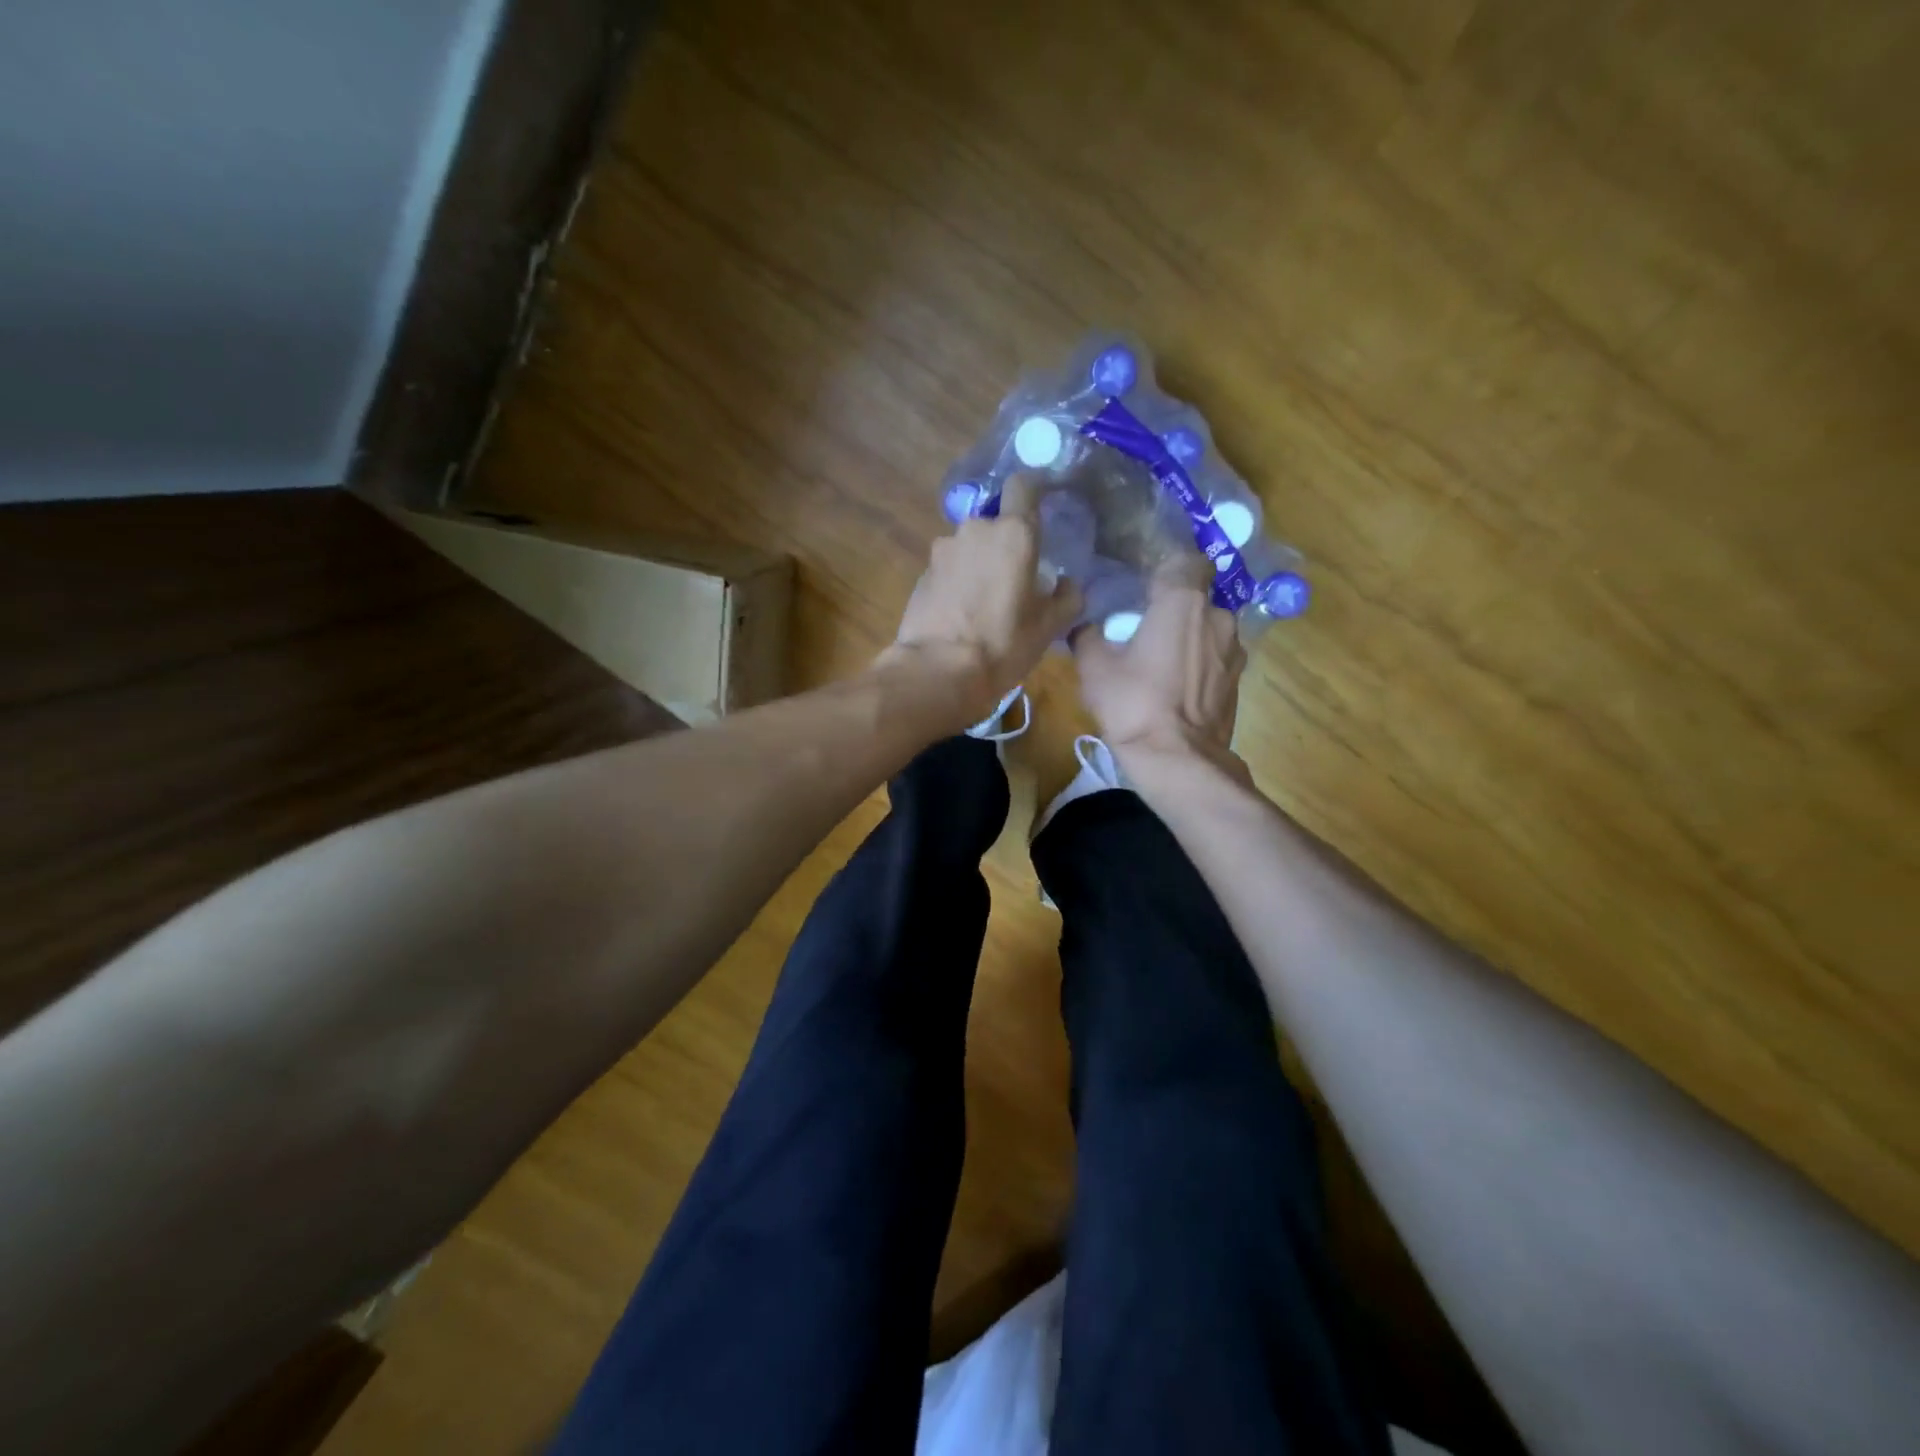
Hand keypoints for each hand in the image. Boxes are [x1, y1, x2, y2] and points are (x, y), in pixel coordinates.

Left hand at [883, 476, 1082, 723]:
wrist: (937, 671)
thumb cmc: (1003, 645)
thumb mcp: (1049, 627)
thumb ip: (1067, 597)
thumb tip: (1068, 585)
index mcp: (1013, 534)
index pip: (1024, 485)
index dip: (1034, 490)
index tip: (1042, 504)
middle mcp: (975, 530)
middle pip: (995, 523)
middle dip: (1005, 543)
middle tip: (1016, 578)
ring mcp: (943, 551)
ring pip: (969, 546)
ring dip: (979, 564)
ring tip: (986, 602)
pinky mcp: (922, 573)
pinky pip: (949, 568)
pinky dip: (957, 582)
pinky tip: (961, 614)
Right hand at [1072, 556, 1247, 767]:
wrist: (1177, 759)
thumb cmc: (1133, 703)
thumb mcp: (1094, 668)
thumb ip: (1088, 636)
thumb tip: (1084, 626)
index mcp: (1182, 602)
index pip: (1188, 560)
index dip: (1169, 568)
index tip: (1147, 585)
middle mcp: (1217, 617)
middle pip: (1197, 598)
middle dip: (1176, 609)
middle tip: (1147, 627)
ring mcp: (1234, 650)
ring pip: (1209, 630)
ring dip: (1190, 638)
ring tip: (1163, 662)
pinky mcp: (1238, 681)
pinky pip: (1217, 659)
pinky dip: (1201, 665)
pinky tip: (1178, 687)